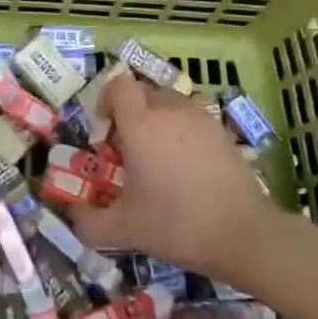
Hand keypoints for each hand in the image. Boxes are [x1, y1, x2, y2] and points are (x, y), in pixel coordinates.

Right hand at [69, 72, 285, 281]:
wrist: (244, 235)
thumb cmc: (176, 224)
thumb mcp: (124, 229)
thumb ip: (89, 221)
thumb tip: (73, 212)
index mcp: (140, 123)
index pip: (118, 84)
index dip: (106, 99)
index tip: (105, 129)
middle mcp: (170, 109)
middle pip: (143, 91)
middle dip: (130, 113)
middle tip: (128, 148)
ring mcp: (201, 118)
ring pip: (169, 103)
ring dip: (157, 121)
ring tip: (158, 158)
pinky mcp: (223, 131)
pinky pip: (192, 119)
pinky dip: (182, 133)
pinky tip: (186, 168)